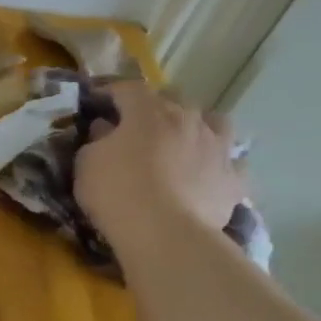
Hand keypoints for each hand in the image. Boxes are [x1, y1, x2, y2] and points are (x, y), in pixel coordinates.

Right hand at [76, 81, 243, 260]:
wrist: (164, 232)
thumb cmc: (116, 191)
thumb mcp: (86, 163)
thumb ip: (96, 140)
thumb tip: (105, 128)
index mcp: (149, 112)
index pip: (128, 89)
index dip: (111, 92)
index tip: (96, 101)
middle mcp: (189, 120)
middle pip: (174, 100)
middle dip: (155, 108)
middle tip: (137, 125)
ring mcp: (217, 148)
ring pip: (216, 123)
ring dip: (199, 127)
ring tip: (184, 143)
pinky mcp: (234, 179)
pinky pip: (232, 164)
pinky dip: (219, 166)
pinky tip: (207, 176)